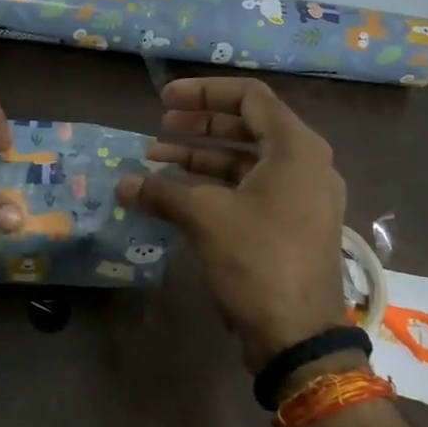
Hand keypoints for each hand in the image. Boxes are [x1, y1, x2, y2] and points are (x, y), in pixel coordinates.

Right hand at [117, 77, 347, 371]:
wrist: (298, 333)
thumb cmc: (257, 260)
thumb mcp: (206, 218)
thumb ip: (162, 192)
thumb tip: (122, 184)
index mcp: (296, 147)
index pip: (249, 97)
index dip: (203, 93)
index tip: (163, 101)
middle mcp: (305, 164)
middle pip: (248, 127)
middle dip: (199, 126)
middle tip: (158, 130)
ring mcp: (301, 197)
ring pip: (246, 162)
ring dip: (201, 159)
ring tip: (156, 162)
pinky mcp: (291, 225)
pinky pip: (251, 190)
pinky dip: (215, 187)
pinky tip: (177, 196)